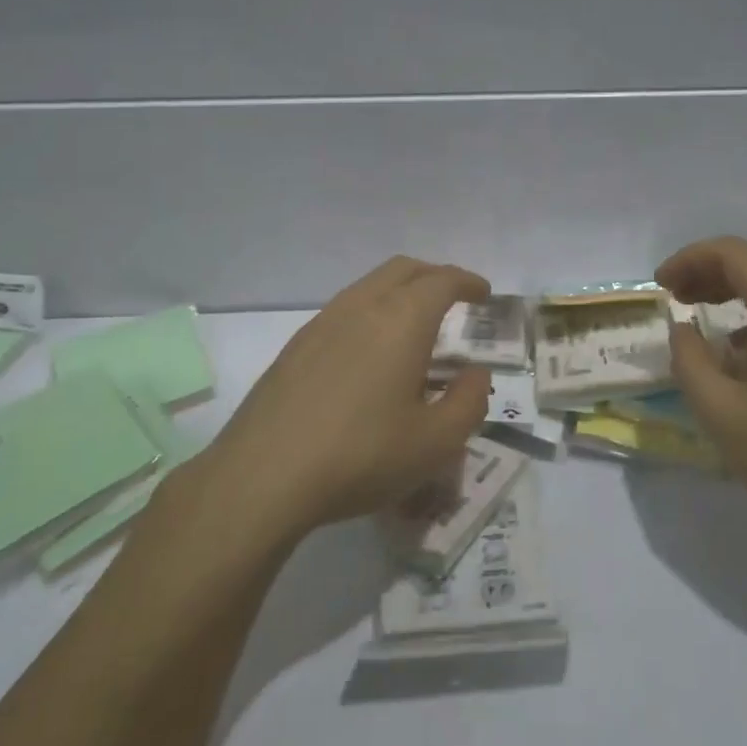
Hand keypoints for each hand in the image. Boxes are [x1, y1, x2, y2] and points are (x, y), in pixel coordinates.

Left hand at [208, 257, 492, 538]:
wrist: (263, 475)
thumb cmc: (361, 455)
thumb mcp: (435, 443)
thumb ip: (469, 402)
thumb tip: (475, 374)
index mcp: (401, 320)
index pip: (442, 281)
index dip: (468, 282)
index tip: (483, 294)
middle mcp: (362, 306)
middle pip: (404, 269)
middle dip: (434, 276)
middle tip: (454, 299)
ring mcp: (323, 322)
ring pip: (370, 285)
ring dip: (400, 292)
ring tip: (414, 327)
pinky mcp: (296, 345)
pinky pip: (345, 310)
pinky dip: (371, 312)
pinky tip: (370, 354)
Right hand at [657, 237, 746, 545]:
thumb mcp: (719, 411)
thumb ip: (688, 358)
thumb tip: (682, 327)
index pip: (732, 253)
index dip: (689, 260)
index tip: (661, 286)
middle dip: (710, 267)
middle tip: (677, 295)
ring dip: (736, 282)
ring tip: (701, 309)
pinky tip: (742, 343)